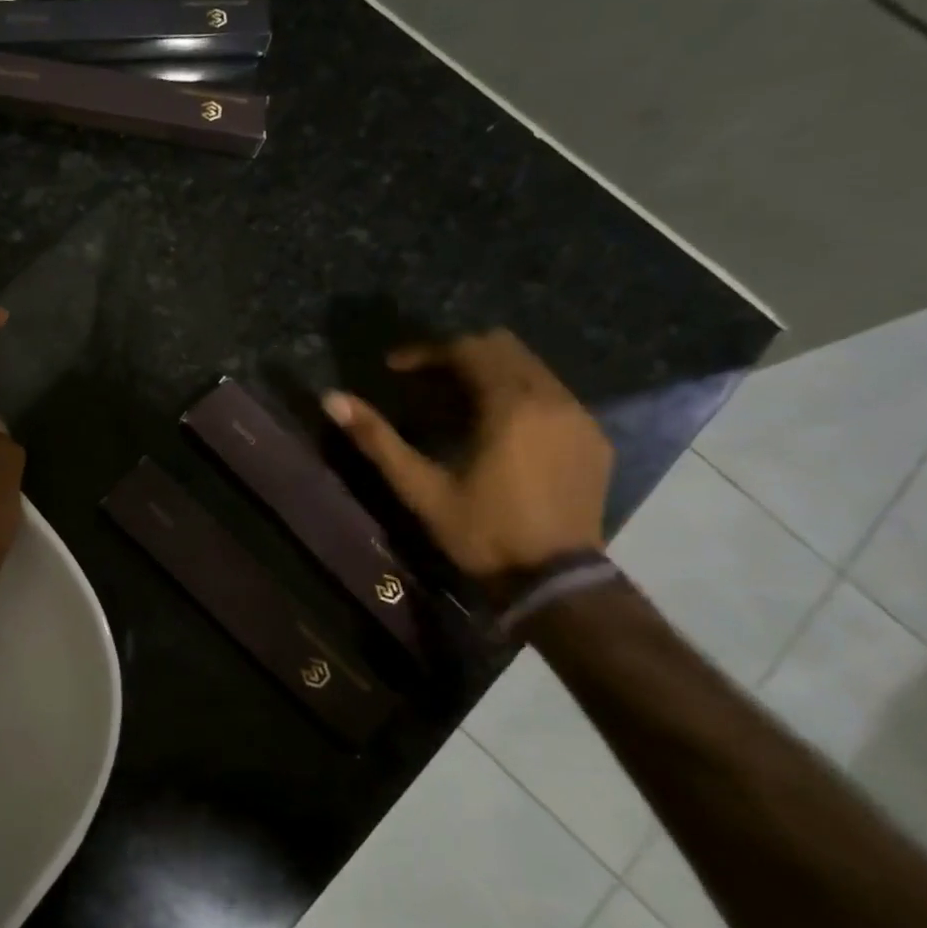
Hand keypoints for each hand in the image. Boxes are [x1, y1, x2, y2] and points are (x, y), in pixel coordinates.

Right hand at [322, 330, 611, 577]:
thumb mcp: (420, 488)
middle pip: (505, 347)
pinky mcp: (595, 439)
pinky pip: (555, 395)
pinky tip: (501, 429)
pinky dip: (522, 395)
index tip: (394, 367)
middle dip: (461, 354)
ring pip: (533, 368)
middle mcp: (553, 398)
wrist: (555, 580)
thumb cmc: (481, 532)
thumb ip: (377, 439)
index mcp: (510, 405)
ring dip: (492, 372)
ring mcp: (581, 418)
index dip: (427, 351)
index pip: (468, 349)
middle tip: (426, 379)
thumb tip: (331, 399)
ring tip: (458, 402)